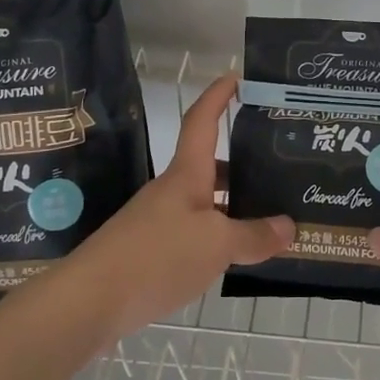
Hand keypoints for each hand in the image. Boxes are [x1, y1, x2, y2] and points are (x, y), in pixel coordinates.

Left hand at [69, 74, 293, 342]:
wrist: (90, 303)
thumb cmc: (156, 256)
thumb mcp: (216, 245)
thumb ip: (253, 235)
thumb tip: (290, 227)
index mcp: (186, 174)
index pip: (203, 121)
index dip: (218, 96)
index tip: (236, 76)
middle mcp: (173, 191)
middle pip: (210, 165)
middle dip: (243, 162)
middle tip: (280, 165)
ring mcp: (160, 222)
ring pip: (206, 203)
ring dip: (235, 204)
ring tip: (273, 214)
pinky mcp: (153, 253)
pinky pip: (197, 234)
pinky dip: (220, 237)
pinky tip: (239, 254)